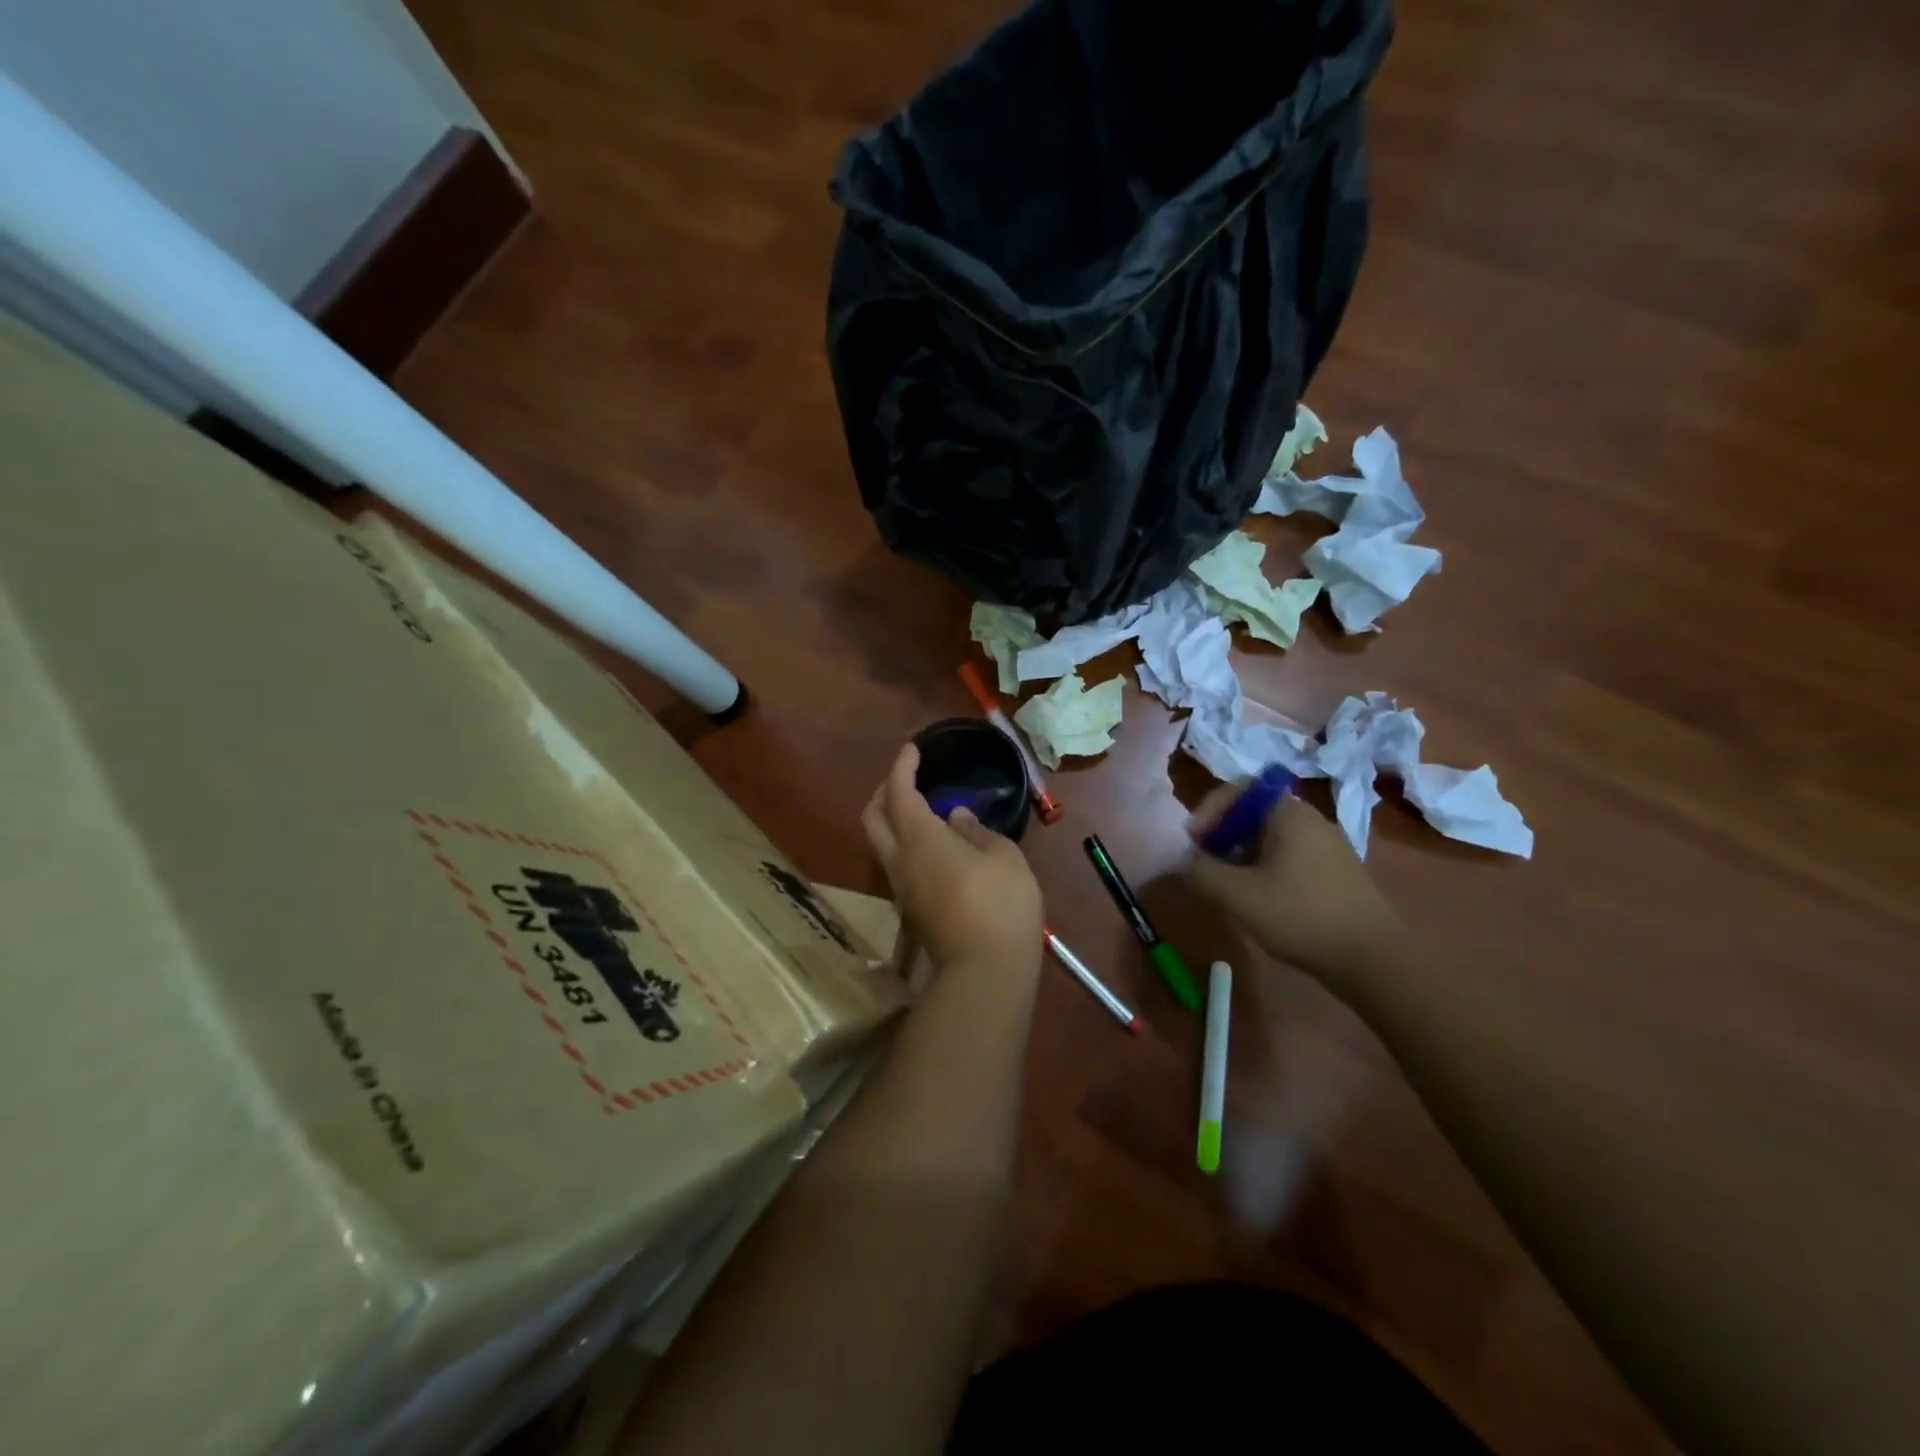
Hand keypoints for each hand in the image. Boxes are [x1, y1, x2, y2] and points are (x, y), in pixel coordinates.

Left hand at [862, 744, 1043, 975]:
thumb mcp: (1003, 856)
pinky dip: (905, 842)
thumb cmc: (1000, 904)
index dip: (902, 767)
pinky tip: (933, 844)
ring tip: (921, 808)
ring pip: (881, 843)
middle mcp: (900, 860)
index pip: (898, 792)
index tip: (913, 749)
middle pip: (872, 817)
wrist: (985, 972)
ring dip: (892, 819)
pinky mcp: (912, 910)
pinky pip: (897, 863)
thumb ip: (976, 830)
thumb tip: (955, 818)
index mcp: (920, 838)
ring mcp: (901, 889)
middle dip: (884, 791)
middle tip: (907, 778)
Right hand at [1184, 784, 1404, 994]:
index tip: (1195, 842)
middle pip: (1254, 813)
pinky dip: (1266, 868)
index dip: (1209, 810)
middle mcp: (1311, 820)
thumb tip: (1187, 860)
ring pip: (1271, 837)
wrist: (1373, 959)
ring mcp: (1329, 846)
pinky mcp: (1337, 871)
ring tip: (1229, 886)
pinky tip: (1261, 900)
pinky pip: (1290, 856)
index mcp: (1289, 813)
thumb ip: (1201, 871)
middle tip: (1207, 865)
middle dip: (1223, 835)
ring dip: (1242, 854)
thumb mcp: (1237, 895)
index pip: (1239, 789)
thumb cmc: (1300, 916)